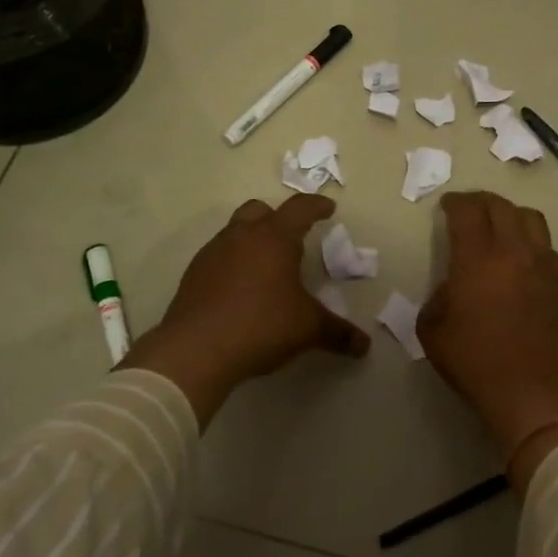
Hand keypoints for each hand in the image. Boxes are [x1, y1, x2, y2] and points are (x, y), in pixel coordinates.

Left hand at [128, 194, 370, 424]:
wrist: (195, 350)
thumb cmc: (261, 326)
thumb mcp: (307, 329)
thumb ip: (338, 333)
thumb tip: (364, 346)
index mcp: (274, 237)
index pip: (300, 209)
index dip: (317, 206)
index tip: (328, 208)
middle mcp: (241, 236)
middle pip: (260, 209)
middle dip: (278, 217)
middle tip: (292, 237)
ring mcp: (213, 253)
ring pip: (235, 231)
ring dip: (252, 239)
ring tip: (266, 266)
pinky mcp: (193, 274)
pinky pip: (218, 256)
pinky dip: (233, 262)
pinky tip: (240, 289)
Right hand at [417, 191, 557, 486]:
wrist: (534, 393)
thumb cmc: (476, 363)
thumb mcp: (433, 331)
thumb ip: (438, 297)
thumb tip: (453, 286)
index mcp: (477, 260)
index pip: (467, 212)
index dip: (455, 202)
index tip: (447, 205)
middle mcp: (514, 252)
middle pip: (500, 206)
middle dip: (480, 201)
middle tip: (469, 209)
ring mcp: (544, 265)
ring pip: (531, 218)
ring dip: (510, 214)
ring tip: (499, 225)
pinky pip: (546, 246)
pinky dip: (530, 240)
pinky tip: (521, 258)